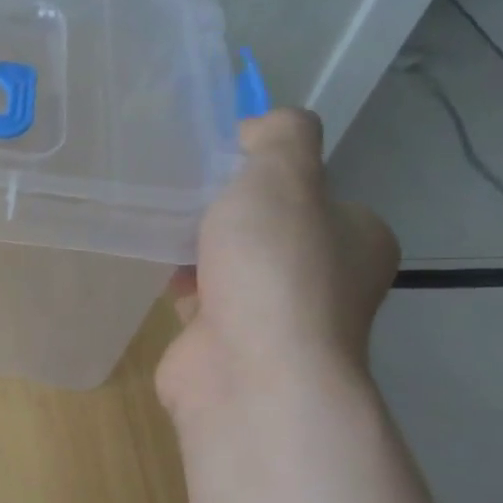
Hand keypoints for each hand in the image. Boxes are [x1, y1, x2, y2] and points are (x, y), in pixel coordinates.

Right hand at [156, 108, 397, 421]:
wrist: (248, 373)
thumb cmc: (275, 269)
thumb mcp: (284, 177)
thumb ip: (281, 137)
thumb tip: (260, 130)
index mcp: (355, 237)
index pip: (312, 190)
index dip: (266, 168)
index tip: (220, 158)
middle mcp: (323, 278)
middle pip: (267, 226)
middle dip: (225, 207)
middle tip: (181, 184)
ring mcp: (272, 315)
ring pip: (230, 262)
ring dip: (197, 242)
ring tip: (156, 212)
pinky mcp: (223, 340)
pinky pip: (198, 294)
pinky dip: (176, 277)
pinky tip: (147, 255)